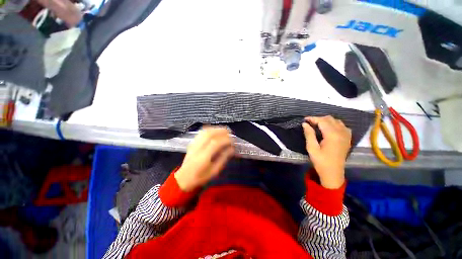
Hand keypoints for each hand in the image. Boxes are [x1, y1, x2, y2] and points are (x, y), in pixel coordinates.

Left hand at [175, 127, 233, 191]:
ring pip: (205, 132)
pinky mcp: (192, 143)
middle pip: (209, 134)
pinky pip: (201, 133)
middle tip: (229, 132)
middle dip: (221, 131)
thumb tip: (232, 149)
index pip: (216, 143)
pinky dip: (209, 129)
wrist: (183, 178)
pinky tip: (214, 131)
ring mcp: (194, 144)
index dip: (225, 140)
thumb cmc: (200, 177)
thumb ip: (223, 158)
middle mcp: (198, 148)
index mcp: (203, 157)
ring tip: (223, 131)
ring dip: (215, 129)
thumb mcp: (214, 171)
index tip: (232, 141)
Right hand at [302, 116, 351, 188]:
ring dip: (327, 121)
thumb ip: (309, 134)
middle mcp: (341, 133)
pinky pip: (343, 126)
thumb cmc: (321, 161)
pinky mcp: (348, 139)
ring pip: (337, 121)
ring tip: (318, 125)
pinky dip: (335, 124)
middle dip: (319, 119)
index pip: (322, 121)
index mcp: (332, 135)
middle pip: (330, 119)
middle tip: (309, 123)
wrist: (333, 173)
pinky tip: (329, 129)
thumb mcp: (312, 148)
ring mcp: (346, 135)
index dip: (313, 118)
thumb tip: (305, 124)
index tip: (304, 119)